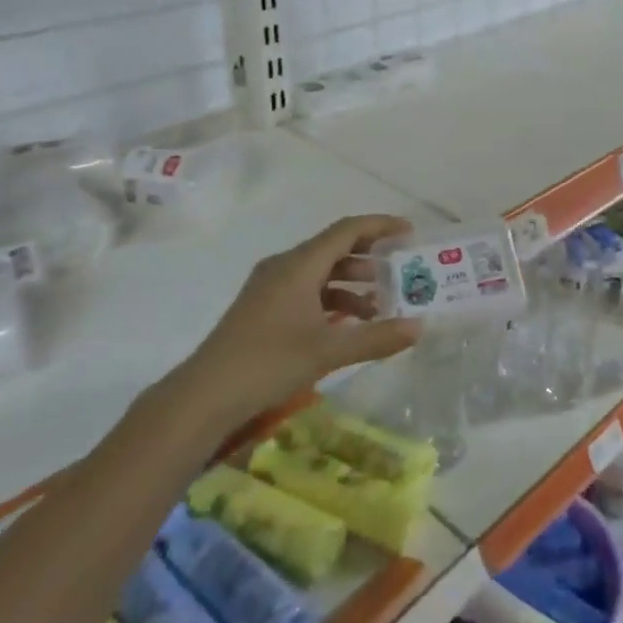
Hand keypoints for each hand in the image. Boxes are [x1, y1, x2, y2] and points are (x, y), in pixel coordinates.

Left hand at [175, 215, 423, 426]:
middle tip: (402, 271)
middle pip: (335, 249)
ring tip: (382, 305)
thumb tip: (419, 327)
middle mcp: (284, 267)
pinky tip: (349, 325)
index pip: (347, 230)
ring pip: (321, 272)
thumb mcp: (328, 351)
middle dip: (371, 258)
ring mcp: (271, 288)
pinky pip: (308, 291)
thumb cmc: (268, 363)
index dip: (380, 226)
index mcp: (299, 265)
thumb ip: (376, 337)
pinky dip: (333, 300)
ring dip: (353, 284)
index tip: (410, 232)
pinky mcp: (264, 309)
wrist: (204, 396)